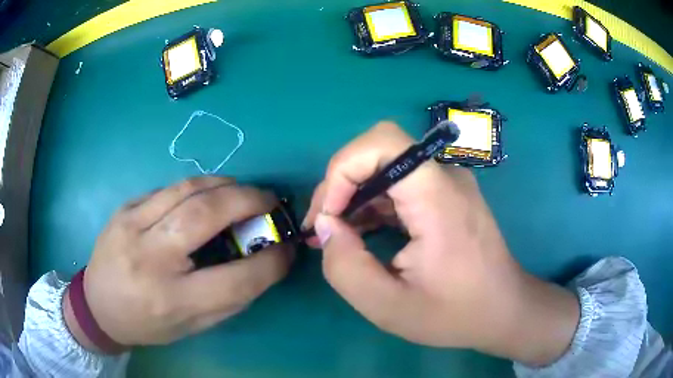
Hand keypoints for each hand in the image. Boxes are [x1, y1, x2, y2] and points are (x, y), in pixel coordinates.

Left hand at [64, 177, 293, 350]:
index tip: (287, 248)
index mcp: (172, 299)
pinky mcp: (124, 208)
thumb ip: (229, 298)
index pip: (236, 279)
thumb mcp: (193, 326)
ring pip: (186, 190)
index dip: (271, 262)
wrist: (98, 305)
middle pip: (206, 215)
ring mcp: (132, 225)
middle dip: (248, 200)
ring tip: (242, 191)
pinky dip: (197, 188)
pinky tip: (206, 195)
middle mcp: (150, 258)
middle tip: (268, 200)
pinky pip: (168, 189)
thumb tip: (263, 264)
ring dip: (224, 185)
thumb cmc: (148, 323)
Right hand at [303, 122, 578, 365]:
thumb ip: (346, 267)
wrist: (503, 310)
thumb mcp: (389, 307)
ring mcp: (448, 184)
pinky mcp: (445, 195)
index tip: (327, 216)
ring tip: (333, 234)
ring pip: (386, 165)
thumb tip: (324, 226)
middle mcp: (446, 177)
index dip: (342, 169)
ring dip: (353, 194)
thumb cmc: (454, 314)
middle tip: (321, 227)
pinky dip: (372, 202)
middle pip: (379, 149)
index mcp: (438, 198)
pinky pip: (399, 183)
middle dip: (341, 183)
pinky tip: (359, 232)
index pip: (382, 142)